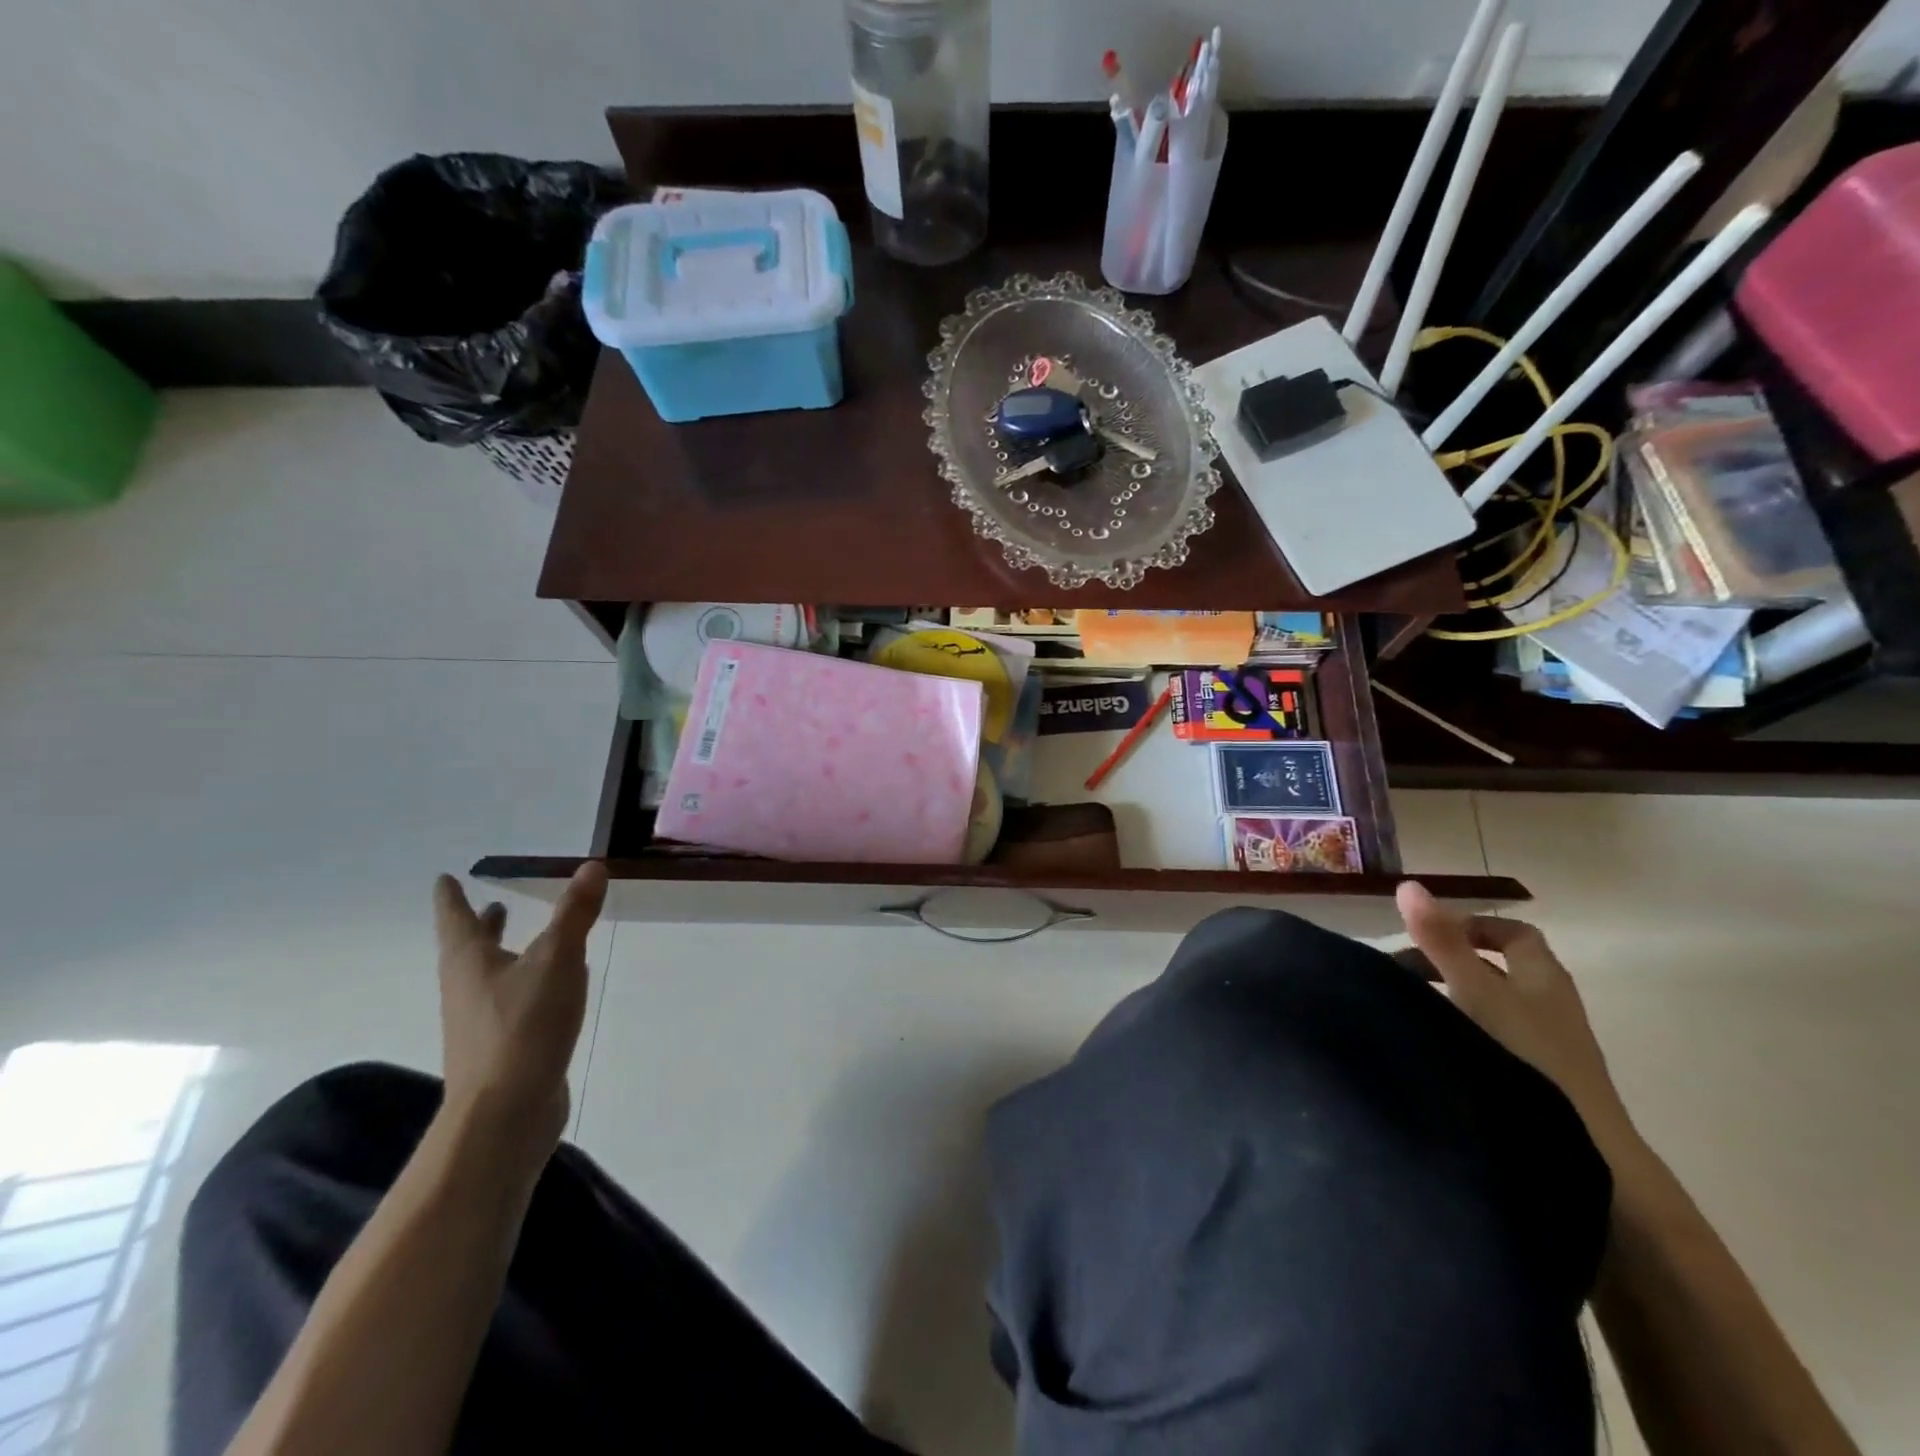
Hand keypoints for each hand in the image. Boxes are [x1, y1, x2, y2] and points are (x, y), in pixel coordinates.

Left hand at [431, 864, 608, 1158]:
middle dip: (481, 927)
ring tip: (520, 942)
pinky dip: (522, 984)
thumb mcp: (558, 960)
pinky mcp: (500, 1048)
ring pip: (489, 977)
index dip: (451, 897)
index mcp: (470, 962)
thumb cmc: (524, 1026)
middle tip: (489, 906)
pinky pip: (509, 1003)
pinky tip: (548, 990)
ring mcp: (480, 1022)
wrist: (506, 1113)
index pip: (457, 919)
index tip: (443, 879)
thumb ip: (575, 914)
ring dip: (502, 955)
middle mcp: (467, 988)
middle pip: (469, 949)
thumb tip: (592, 865)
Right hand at [1396, 882, 1637, 1159]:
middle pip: (1499, 969)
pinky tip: (1434, 1045)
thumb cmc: (1527, 1058)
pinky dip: (1460, 1029)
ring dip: (1451, 997)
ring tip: (1409, 1008)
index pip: (1514, 934)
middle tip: (1401, 973)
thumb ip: (1441, 941)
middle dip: (1448, 962)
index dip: (1472, 926)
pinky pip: (1492, 1037)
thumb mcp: (1475, 991)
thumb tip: (1409, 885)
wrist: (1584, 1156)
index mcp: (1543, 978)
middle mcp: (1551, 1007)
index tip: (1426, 934)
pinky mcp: (1539, 1082)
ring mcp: (1549, 1048)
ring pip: (1493, 1005)